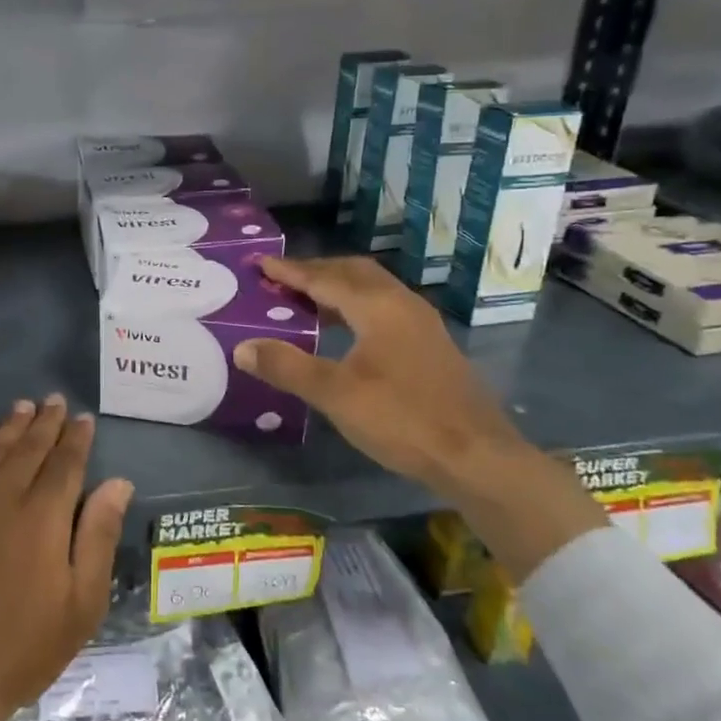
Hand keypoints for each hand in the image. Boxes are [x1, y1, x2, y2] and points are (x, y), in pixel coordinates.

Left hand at [0, 396, 133, 720]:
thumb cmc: (21, 647)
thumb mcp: (81, 604)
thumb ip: (99, 535)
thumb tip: (118, 482)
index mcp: (43, 515)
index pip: (65, 461)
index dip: (76, 437)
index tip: (83, 418)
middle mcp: (1, 493)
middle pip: (27, 446)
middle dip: (45, 421)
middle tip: (54, 401)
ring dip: (10, 425)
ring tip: (23, 407)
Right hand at [233, 256, 603, 580]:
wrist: (477, 457)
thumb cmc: (402, 419)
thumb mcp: (335, 395)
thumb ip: (287, 367)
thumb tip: (242, 347)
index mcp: (378, 306)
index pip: (325, 278)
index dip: (290, 271)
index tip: (261, 263)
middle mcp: (402, 304)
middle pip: (354, 273)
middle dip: (317, 271)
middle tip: (282, 278)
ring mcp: (422, 324)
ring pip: (374, 290)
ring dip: (338, 288)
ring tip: (306, 301)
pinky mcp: (431, 346)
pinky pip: (385, 308)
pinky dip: (356, 307)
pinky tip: (346, 332)